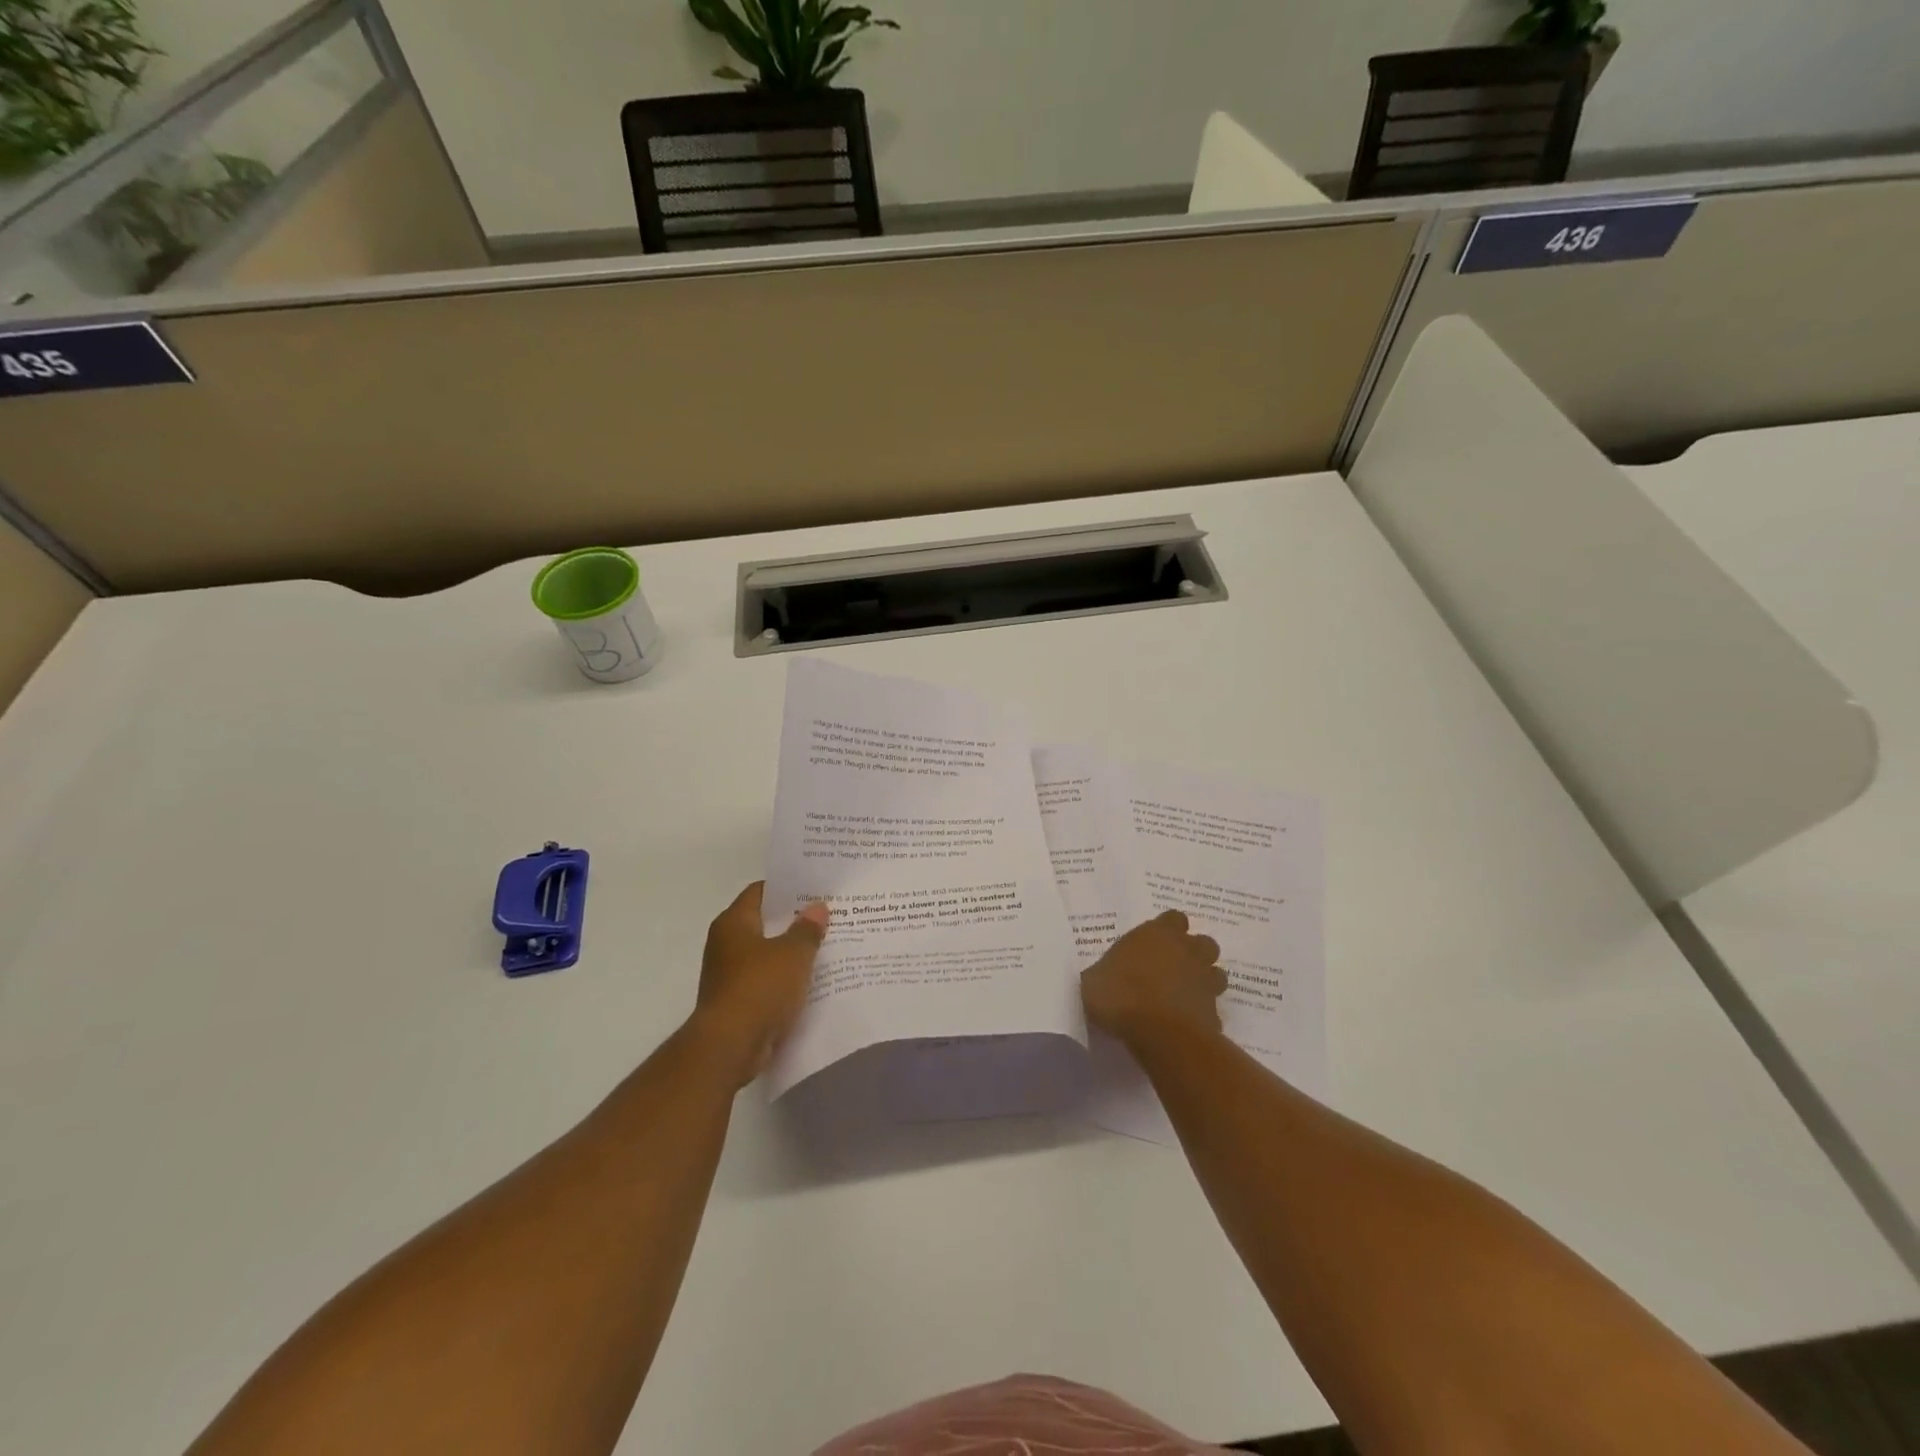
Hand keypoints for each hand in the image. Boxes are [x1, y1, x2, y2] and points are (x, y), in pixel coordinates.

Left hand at [692, 882, 828, 1086]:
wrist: (730, 1046)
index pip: (760, 892)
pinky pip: (766, 982)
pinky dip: (785, 981)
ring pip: (767, 955)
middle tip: (827, 916)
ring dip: (791, 953)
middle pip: (764, 923)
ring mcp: (729, 975)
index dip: (787, 888)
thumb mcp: (793, 954)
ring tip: (826, 947)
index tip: (814, 888)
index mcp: (733, 923)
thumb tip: (817, 907)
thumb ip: (807, 929)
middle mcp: (726, 944)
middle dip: (794, 921)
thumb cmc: (759, 988)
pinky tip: (811, 982)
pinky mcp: (736, 1003)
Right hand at [1081, 910, 1226, 1047]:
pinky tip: (1185, 1025)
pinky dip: (1202, 1014)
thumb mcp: (1095, 980)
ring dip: (1203, 981)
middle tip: (1171, 968)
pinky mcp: (1215, 1012)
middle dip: (1192, 953)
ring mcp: (1205, 981)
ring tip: (1182, 995)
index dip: (1167, 929)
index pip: (1173, 918)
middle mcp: (1187, 951)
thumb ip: (1105, 972)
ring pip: (1215, 973)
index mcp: (1158, 934)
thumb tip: (1103, 976)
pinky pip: (1211, 1009)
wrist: (1160, 1034)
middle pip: (1202, 942)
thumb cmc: (1122, 995)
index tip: (1154, 943)